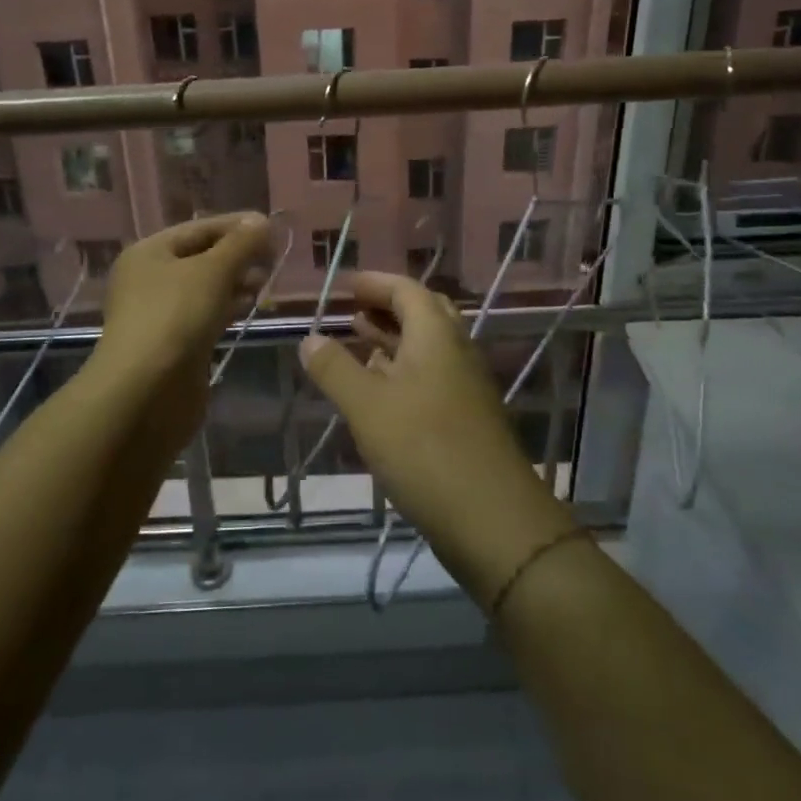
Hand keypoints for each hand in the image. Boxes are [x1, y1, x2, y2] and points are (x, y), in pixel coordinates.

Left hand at [97, 212, 272, 388]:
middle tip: (274, 258)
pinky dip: (228, 306)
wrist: (145, 392)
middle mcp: (149, 278)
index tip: (273, 228)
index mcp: (149, 252)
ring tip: (267, 282)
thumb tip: (261, 222)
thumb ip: (241, 244)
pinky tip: (250, 306)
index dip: (237, 226)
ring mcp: (160, 313)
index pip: (198, 228)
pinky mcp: (174, 342)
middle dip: (238, 255)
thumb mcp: (213, 271)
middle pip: (201, 256)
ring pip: (205, 287)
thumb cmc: (175, 318)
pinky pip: (205, 313)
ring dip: (236, 281)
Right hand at [298, 273, 573, 598]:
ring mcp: (466, 385)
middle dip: (387, 307)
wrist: (491, 517)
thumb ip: (335, 369)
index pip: (407, 290)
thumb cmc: (423, 448)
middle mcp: (457, 351)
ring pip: (428, 347)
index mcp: (436, 335)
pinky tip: (381, 390)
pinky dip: (404, 370)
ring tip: (358, 341)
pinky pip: (433, 376)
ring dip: (394, 339)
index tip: (346, 286)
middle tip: (353, 310)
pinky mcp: (467, 417)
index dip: (376, 283)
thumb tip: (309, 338)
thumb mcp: (366, 406)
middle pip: (423, 313)